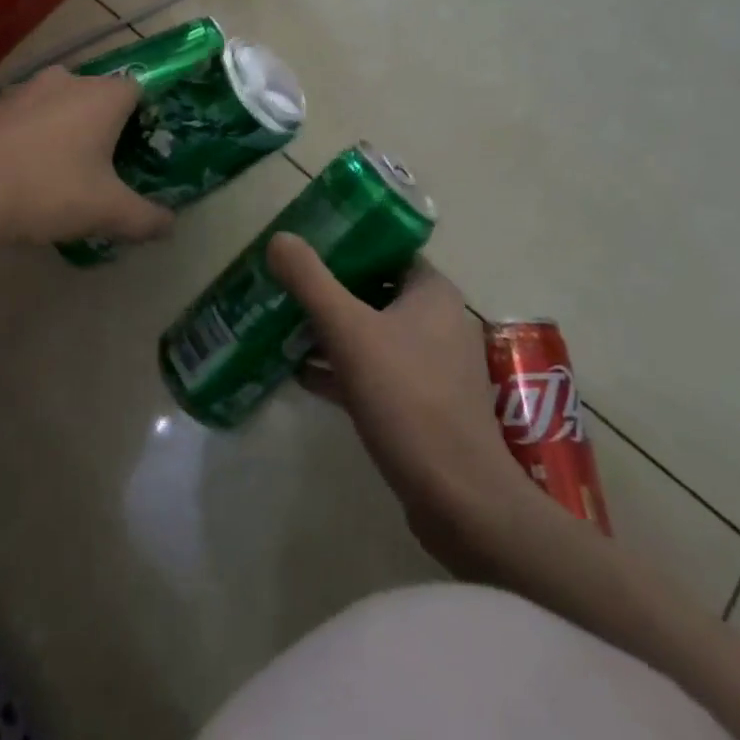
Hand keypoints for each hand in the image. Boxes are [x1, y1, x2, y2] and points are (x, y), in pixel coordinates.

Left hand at [0, 66, 173, 247]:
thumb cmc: (47, 188)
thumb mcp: (106, 212)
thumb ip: (145, 218)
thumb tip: (171, 227)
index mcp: (103, 95)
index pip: (138, 90)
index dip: (144, 117)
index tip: (139, 150)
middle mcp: (67, 80)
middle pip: (98, 97)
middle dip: (104, 128)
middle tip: (105, 169)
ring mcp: (24, 89)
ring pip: (59, 106)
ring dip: (65, 132)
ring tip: (62, 175)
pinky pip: (26, 117)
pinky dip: (32, 138)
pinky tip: (23, 173)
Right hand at [267, 236, 554, 578]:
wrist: (460, 501)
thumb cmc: (407, 399)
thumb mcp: (349, 332)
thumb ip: (311, 282)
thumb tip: (279, 238)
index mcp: (432, 293)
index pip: (386, 249)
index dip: (345, 243)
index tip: (304, 246)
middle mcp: (439, 321)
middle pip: (374, 290)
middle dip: (330, 290)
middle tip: (286, 286)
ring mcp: (433, 366)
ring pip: (373, 333)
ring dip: (332, 331)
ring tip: (284, 326)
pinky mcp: (424, 405)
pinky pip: (376, 372)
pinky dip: (343, 368)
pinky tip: (301, 374)